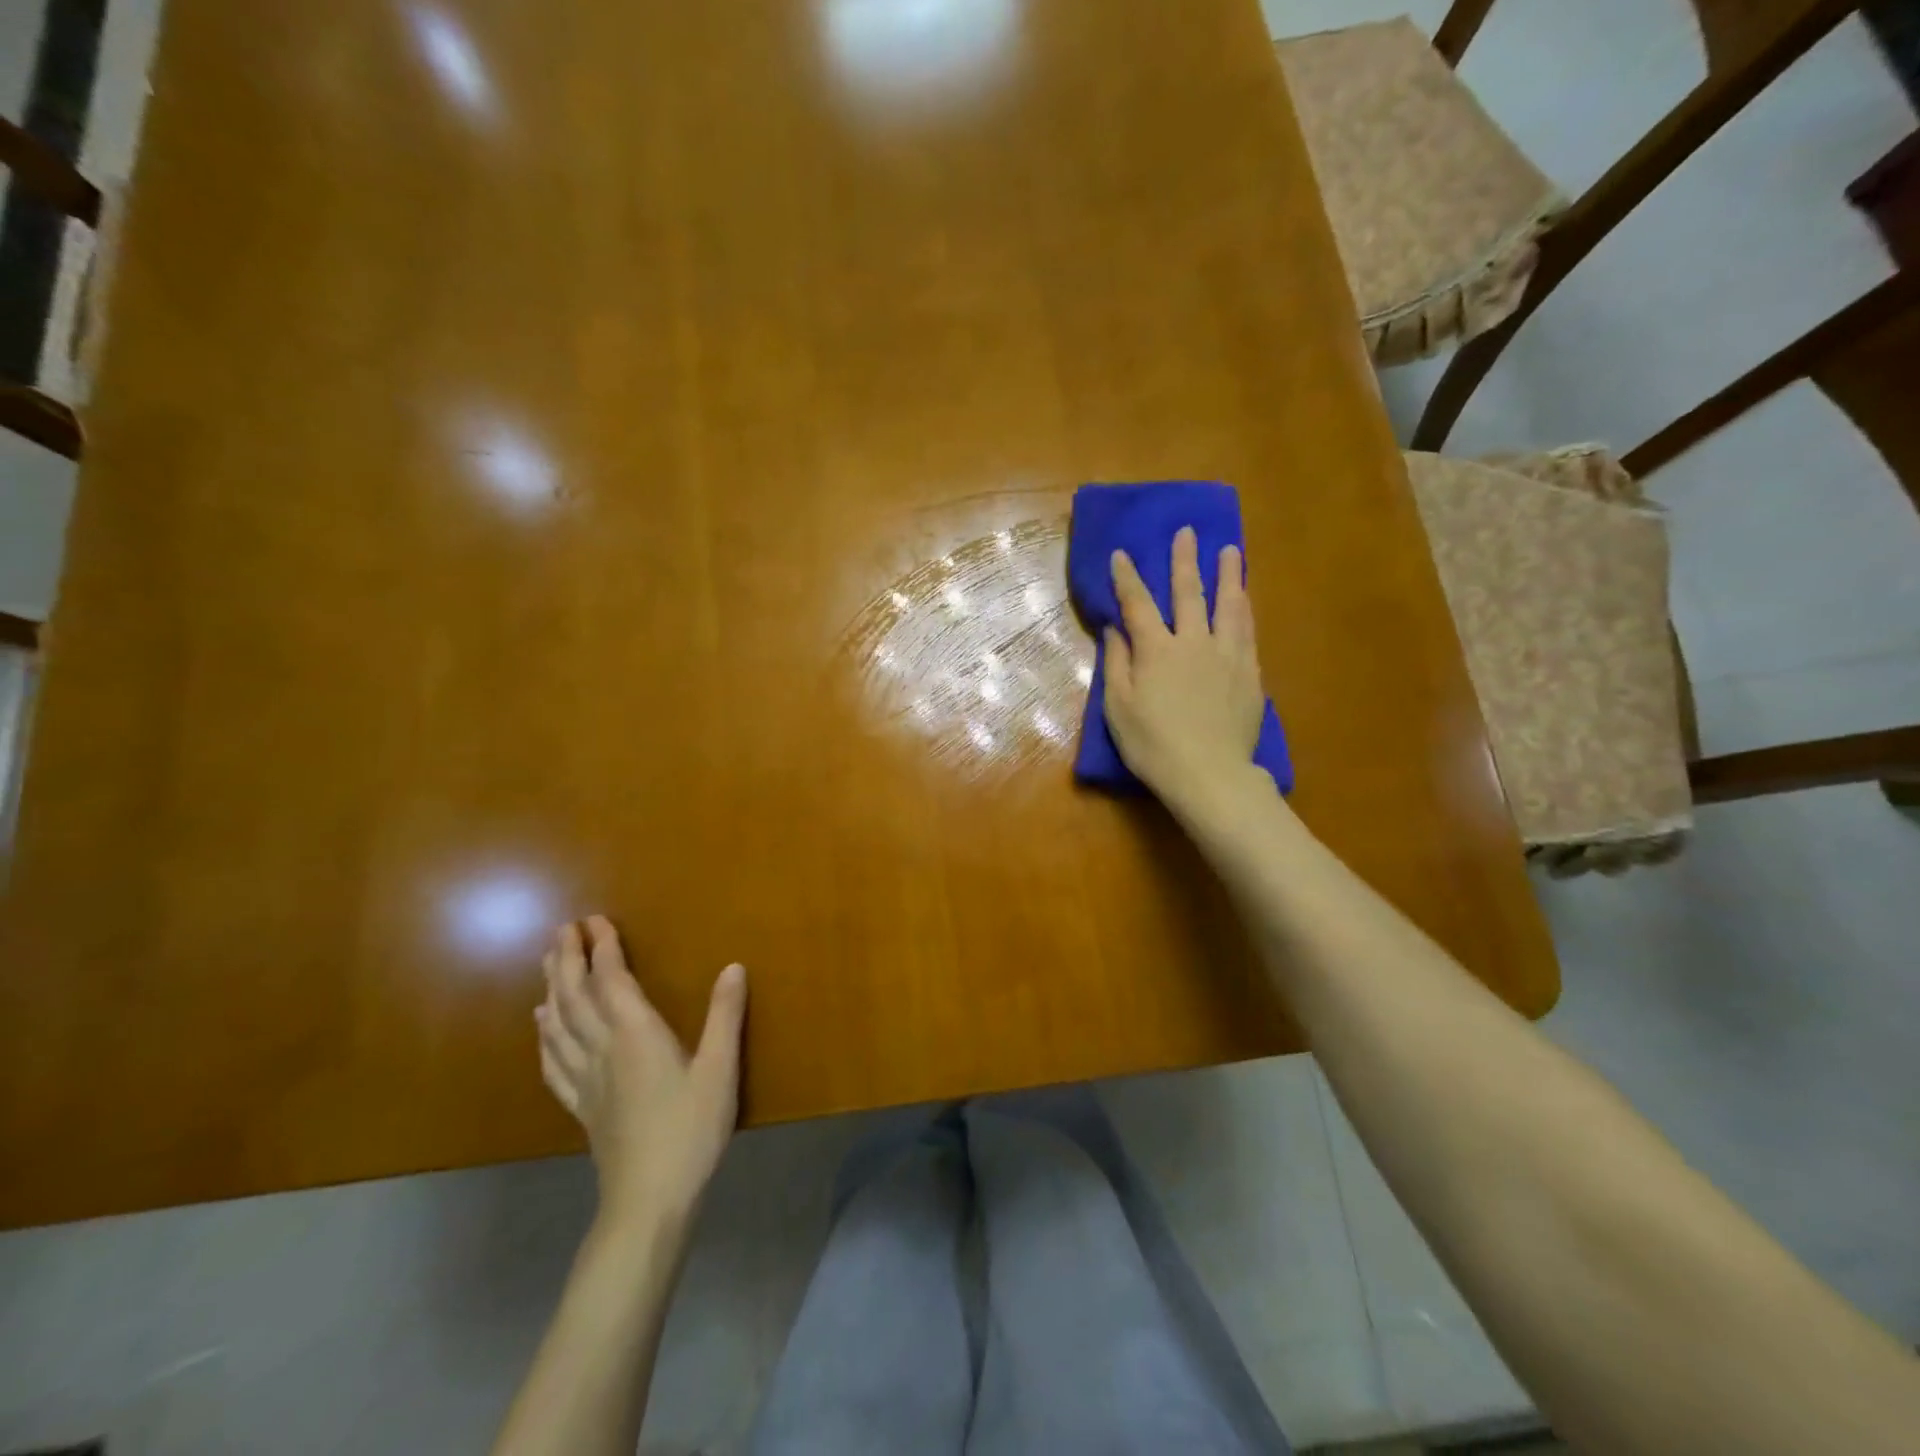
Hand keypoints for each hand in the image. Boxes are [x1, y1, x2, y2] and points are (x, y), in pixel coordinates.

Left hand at [536, 916, 747, 1235]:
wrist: (649, 1199)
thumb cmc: (690, 1129)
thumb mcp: (720, 1069)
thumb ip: (725, 1015)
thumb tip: (733, 966)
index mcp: (636, 1034)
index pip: (612, 980)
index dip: (603, 947)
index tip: (594, 919)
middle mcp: (603, 1049)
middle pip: (576, 996)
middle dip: (567, 959)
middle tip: (561, 929)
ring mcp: (586, 1079)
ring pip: (559, 1024)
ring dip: (552, 988)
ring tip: (547, 962)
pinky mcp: (581, 1106)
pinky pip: (554, 1061)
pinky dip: (545, 1036)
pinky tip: (541, 1025)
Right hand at [1104, 526, 1265, 815]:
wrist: (1209, 774)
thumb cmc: (1153, 744)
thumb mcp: (1118, 708)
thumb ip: (1116, 664)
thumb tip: (1115, 630)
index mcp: (1156, 650)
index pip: (1138, 604)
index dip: (1128, 578)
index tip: (1122, 553)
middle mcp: (1194, 642)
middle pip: (1189, 594)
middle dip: (1185, 561)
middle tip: (1187, 532)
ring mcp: (1227, 656)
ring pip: (1229, 606)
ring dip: (1228, 575)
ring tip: (1230, 551)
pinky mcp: (1250, 674)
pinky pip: (1248, 632)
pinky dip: (1245, 610)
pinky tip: (1246, 600)